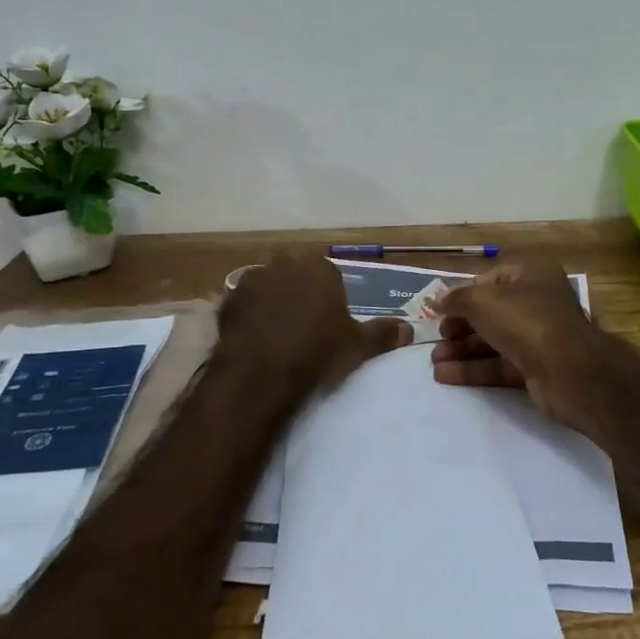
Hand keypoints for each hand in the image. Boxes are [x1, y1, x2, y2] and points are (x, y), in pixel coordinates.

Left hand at [217, 253, 410, 398]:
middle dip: (299, 292)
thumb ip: (383, 333)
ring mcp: (254, 279)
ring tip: (277, 333)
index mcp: (320, 268)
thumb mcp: (357, 346)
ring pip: (269, 286)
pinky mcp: (229, 299)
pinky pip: (245, 303)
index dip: (329, 297)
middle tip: (304, 325)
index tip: (329, 322)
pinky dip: (250, 315)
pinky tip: (255, 338)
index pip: (328, 274)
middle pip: (296, 274)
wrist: (260, 374)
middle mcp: (286, 263)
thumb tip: (410, 330)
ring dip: (272, 301)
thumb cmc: (317, 353)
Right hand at [430, 261, 597, 426]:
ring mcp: (539, 338)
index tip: (441, 309)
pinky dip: (473, 369)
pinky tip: (445, 376)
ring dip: (462, 349)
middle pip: (491, 313)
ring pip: (494, 341)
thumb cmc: (525, 320)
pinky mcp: (537, 369)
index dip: (464, 294)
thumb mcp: (483, 300)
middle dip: (460, 326)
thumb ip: (456, 299)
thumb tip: (435, 301)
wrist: (568, 370)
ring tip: (434, 360)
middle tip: (436, 338)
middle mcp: (538, 303)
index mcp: (533, 275)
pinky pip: (499, 365)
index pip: (492, 280)